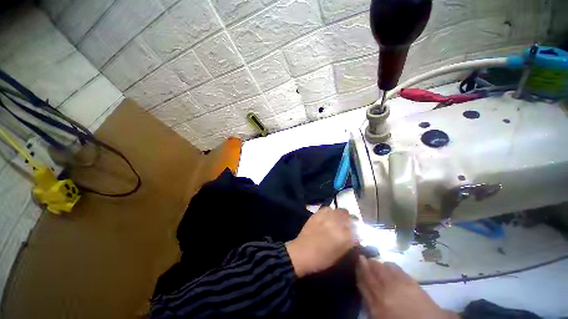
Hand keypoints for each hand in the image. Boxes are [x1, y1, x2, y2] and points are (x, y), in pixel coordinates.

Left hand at [285, 207, 356, 277]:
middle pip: (347, 215)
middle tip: (348, 224)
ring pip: (338, 210)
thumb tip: (355, 236)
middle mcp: (335, 223)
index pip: (356, 228)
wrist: (302, 252)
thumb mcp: (339, 255)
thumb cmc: (322, 259)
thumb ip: (349, 243)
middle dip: (350, 219)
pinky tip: (328, 217)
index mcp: (343, 235)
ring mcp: (325, 217)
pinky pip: (327, 208)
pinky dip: (330, 212)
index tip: (357, 232)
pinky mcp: (317, 214)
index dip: (357, 230)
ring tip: (338, 220)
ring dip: (340, 214)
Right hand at [357, 257, 457, 318]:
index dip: (358, 271)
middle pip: (371, 272)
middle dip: (365, 263)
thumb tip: (364, 287)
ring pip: (382, 268)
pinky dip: (389, 264)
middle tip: (362, 257)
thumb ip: (371, 303)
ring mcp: (397, 285)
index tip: (356, 263)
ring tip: (374, 261)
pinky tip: (388, 265)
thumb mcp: (380, 316)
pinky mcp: (410, 281)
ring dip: (376, 263)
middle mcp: (385, 291)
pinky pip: (395, 268)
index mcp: (376, 304)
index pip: (363, 283)